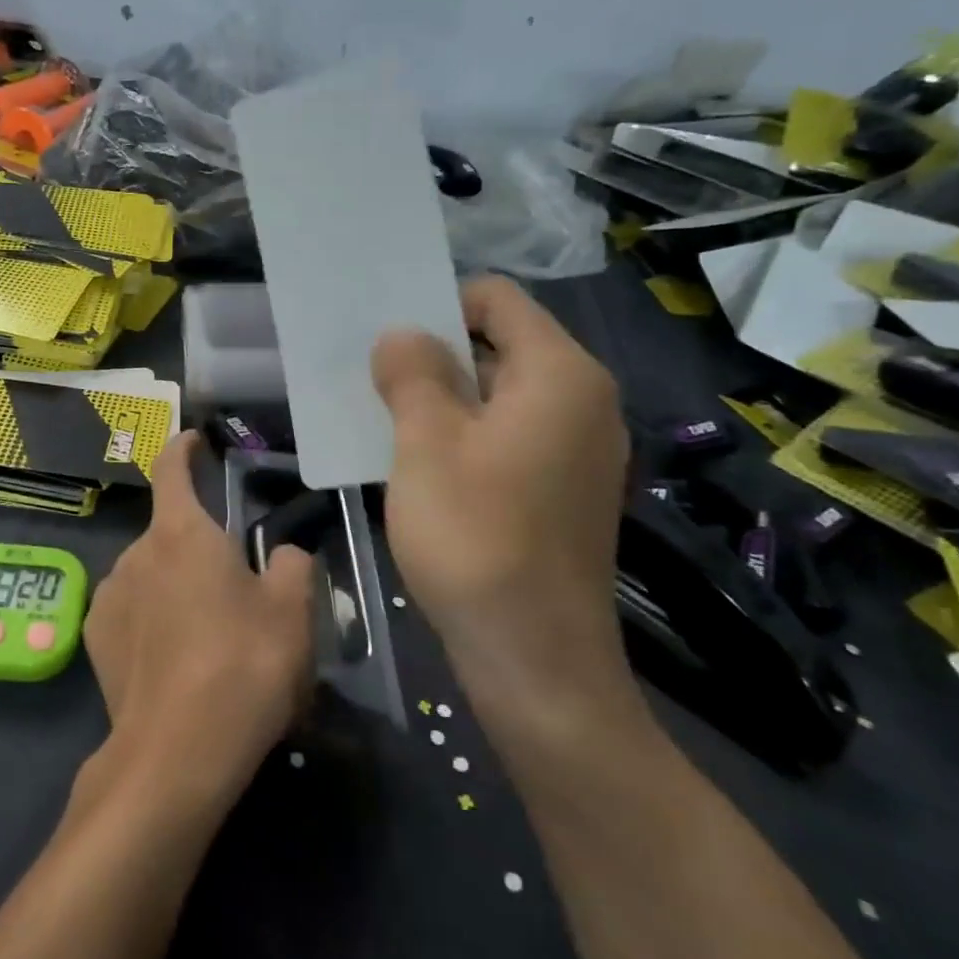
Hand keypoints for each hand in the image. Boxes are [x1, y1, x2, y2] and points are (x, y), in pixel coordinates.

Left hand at [82, 432, 316, 811]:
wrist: (176, 753)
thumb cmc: (242, 666)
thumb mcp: (292, 612)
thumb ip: (290, 565)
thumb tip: (281, 555)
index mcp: (182, 532)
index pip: (172, 468)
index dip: (183, 448)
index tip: (193, 440)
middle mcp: (136, 553)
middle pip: (169, 531)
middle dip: (197, 545)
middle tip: (232, 585)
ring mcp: (108, 596)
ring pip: (149, 572)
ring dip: (172, 583)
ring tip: (204, 632)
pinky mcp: (94, 639)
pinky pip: (128, 608)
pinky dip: (149, 616)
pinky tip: (172, 657)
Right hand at [371, 276, 634, 727]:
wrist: (536, 660)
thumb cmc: (477, 537)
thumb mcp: (426, 444)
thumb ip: (413, 374)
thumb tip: (403, 336)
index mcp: (560, 374)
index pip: (497, 298)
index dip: (439, 304)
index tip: (387, 336)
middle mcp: (583, 401)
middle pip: (501, 344)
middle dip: (435, 353)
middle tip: (375, 376)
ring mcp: (579, 449)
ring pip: (501, 394)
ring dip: (444, 397)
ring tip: (386, 417)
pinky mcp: (565, 490)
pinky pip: (510, 435)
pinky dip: (465, 434)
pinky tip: (420, 462)